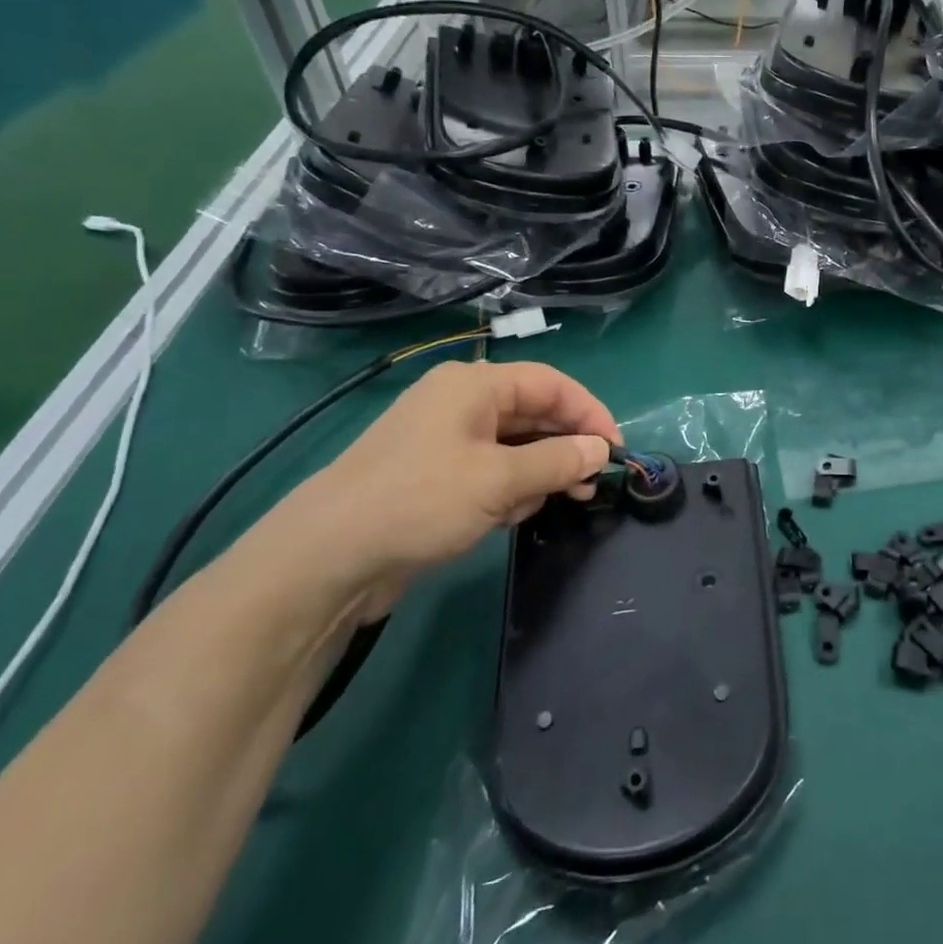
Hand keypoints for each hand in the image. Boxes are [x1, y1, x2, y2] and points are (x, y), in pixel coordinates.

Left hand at [253, 360, 619, 606]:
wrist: (325, 559)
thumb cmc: (420, 502)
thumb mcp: (500, 481)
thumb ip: (559, 461)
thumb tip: (602, 450)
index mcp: (474, 386)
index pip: (551, 384)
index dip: (590, 413)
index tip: (617, 449)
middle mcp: (461, 404)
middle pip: (534, 413)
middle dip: (567, 445)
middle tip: (595, 481)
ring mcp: (445, 441)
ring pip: (515, 445)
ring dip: (542, 471)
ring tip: (562, 500)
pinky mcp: (435, 476)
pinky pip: (491, 471)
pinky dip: (512, 488)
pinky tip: (515, 514)